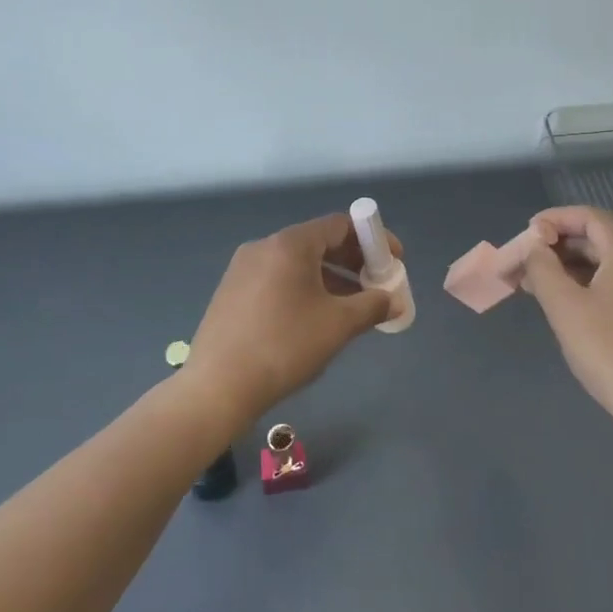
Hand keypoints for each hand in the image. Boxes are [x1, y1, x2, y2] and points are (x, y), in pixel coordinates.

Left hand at [183, 213, 399, 429]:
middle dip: (352, 261)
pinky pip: (278, 279)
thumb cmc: (285, 346)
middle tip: (375, 286)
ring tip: (351, 308)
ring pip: (297, 263)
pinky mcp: (231, 292)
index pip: (340, 224)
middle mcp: (264, 246)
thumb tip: (394, 300)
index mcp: (290, 244)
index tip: (393, 262)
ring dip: (330, 278)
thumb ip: (372, 306)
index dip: (372, 240)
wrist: (217, 387)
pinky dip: (304, 289)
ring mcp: (243, 268)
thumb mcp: (338, 325)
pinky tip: (314, 319)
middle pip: (318, 241)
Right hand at [520, 205, 612, 438]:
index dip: (555, 219)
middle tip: (525, 264)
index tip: (527, 233)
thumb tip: (534, 245)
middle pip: (599, 239)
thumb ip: (542, 268)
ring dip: (571, 269)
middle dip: (558, 248)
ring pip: (608, 265)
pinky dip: (590, 286)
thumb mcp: (565, 306)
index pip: (590, 217)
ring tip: (537, 287)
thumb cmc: (610, 350)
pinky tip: (568, 307)